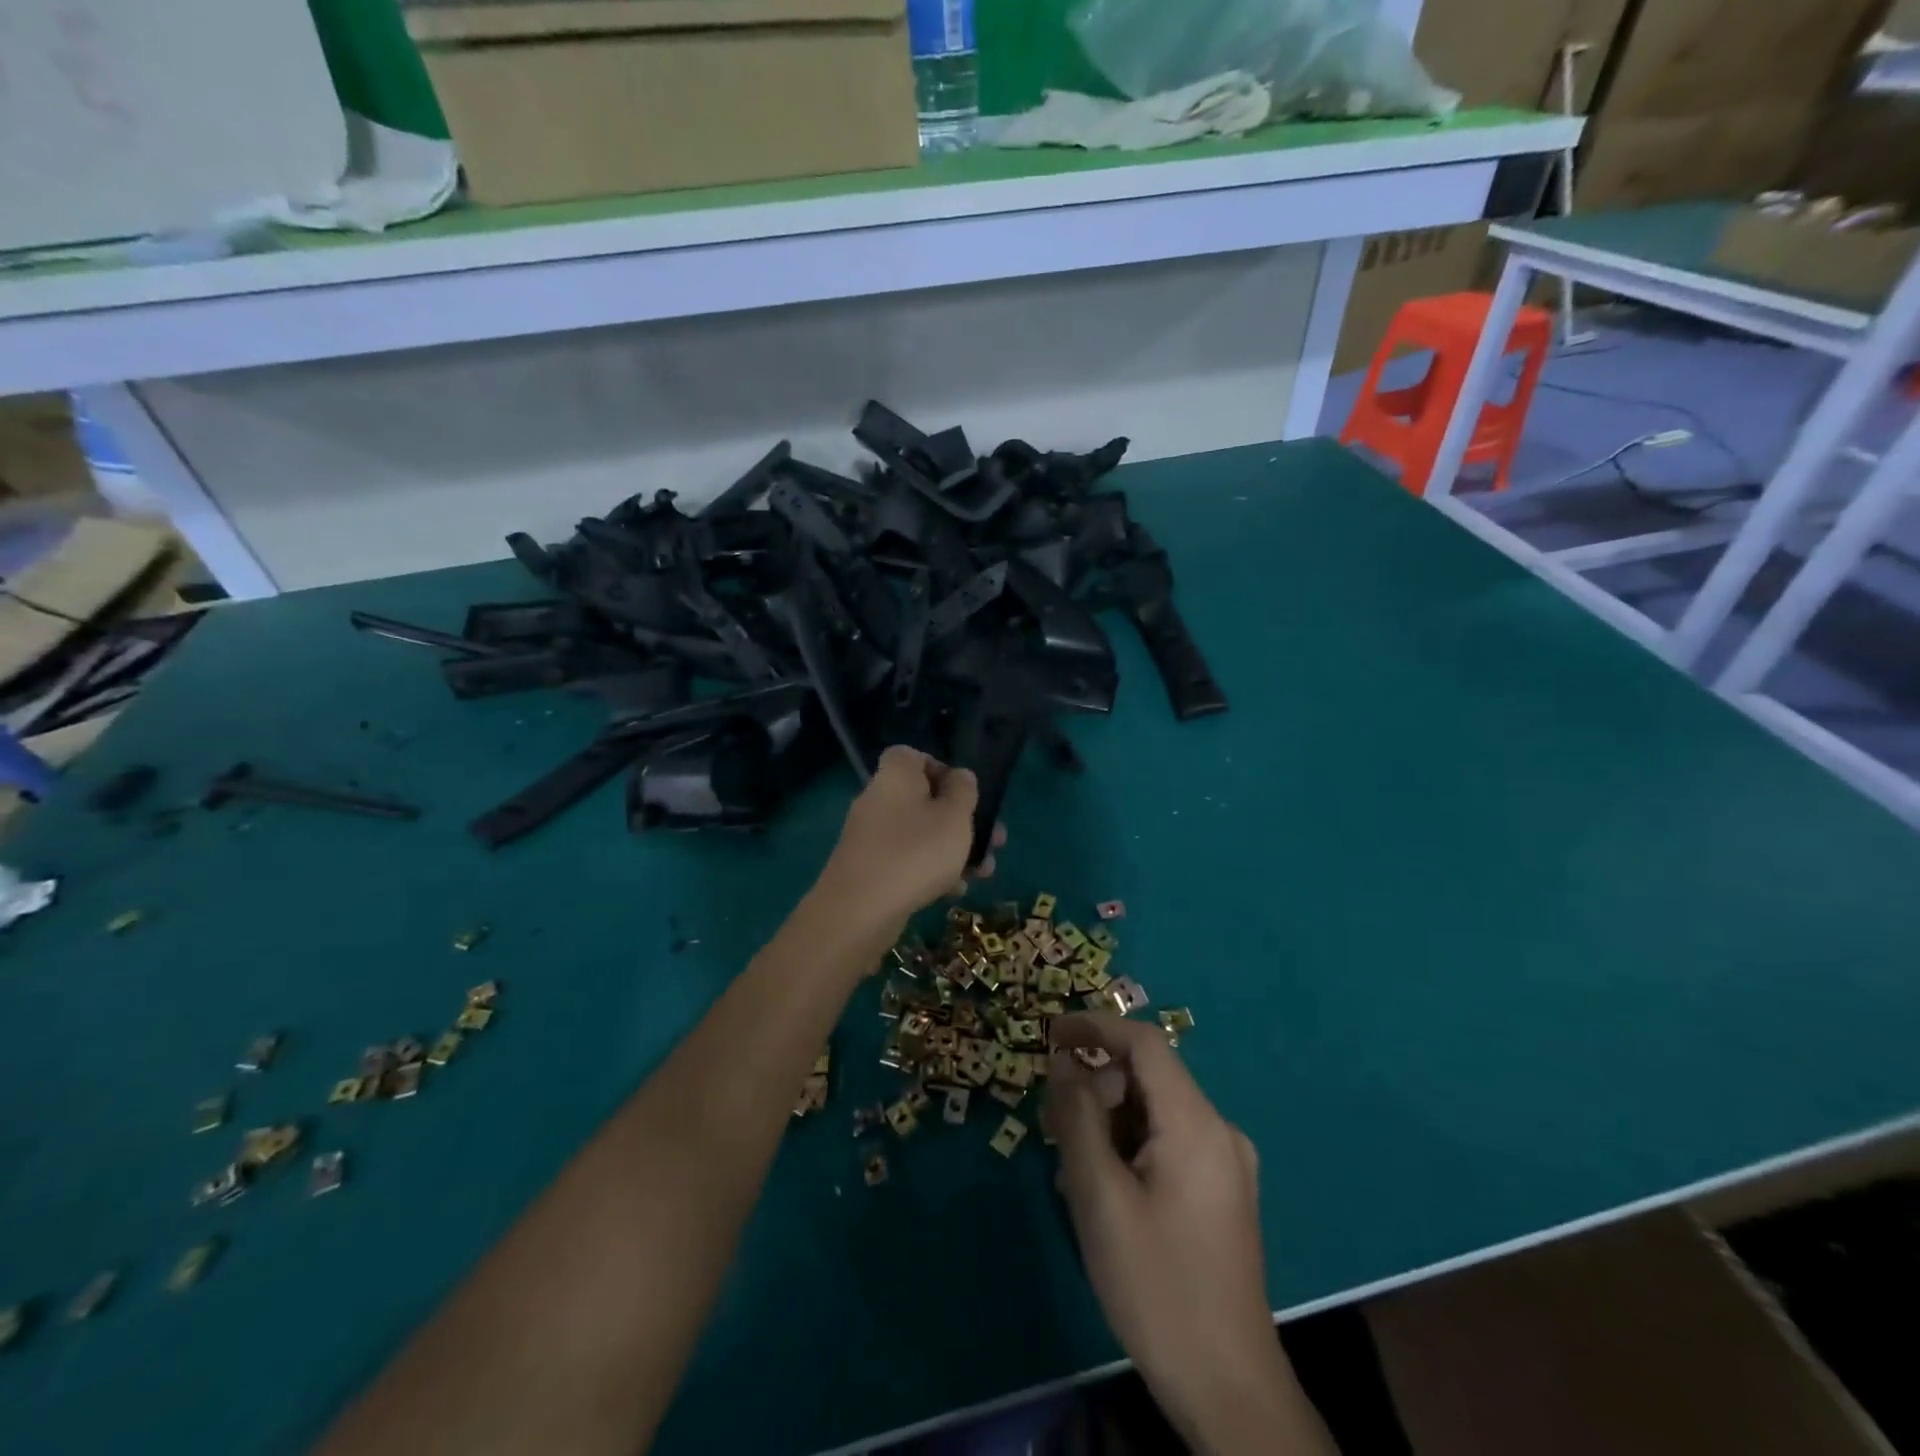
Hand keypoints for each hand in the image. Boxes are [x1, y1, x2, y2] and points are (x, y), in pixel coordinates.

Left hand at [815, 746, 1002, 931]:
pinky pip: (906, 860)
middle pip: (924, 799)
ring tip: (983, 872)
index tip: (965, 792)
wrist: (859, 911)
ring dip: (953, 849)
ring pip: (920, 834)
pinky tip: (953, 892)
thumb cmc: (916, 853)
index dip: (941, 769)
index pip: (913, 756)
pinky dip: (931, 871)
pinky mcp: (869, 868)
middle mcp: (878, 799)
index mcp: (895, 776)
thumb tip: (959, 777)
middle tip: (994, 840)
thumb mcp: (954, 817)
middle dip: (961, 820)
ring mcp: (870, 836)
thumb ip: (963, 791)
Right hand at [1045, 1015, 1322, 1454]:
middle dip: (1094, 1089)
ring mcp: (1225, 1163)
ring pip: (1153, 1113)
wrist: (1228, 1389)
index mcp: (1196, 1123)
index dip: (1095, 1028)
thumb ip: (1077, 1117)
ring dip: (1108, 1123)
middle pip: (1147, 1079)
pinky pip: (1167, 1143)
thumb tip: (1063, 1061)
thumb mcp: (1100, 1196)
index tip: (1050, 1034)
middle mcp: (1218, 1130)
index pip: (1144, 1043)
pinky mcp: (1222, 1192)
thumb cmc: (1157, 1286)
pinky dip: (1129, 1147)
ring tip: (1073, 1170)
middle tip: (1051, 1127)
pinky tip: (1104, 1190)